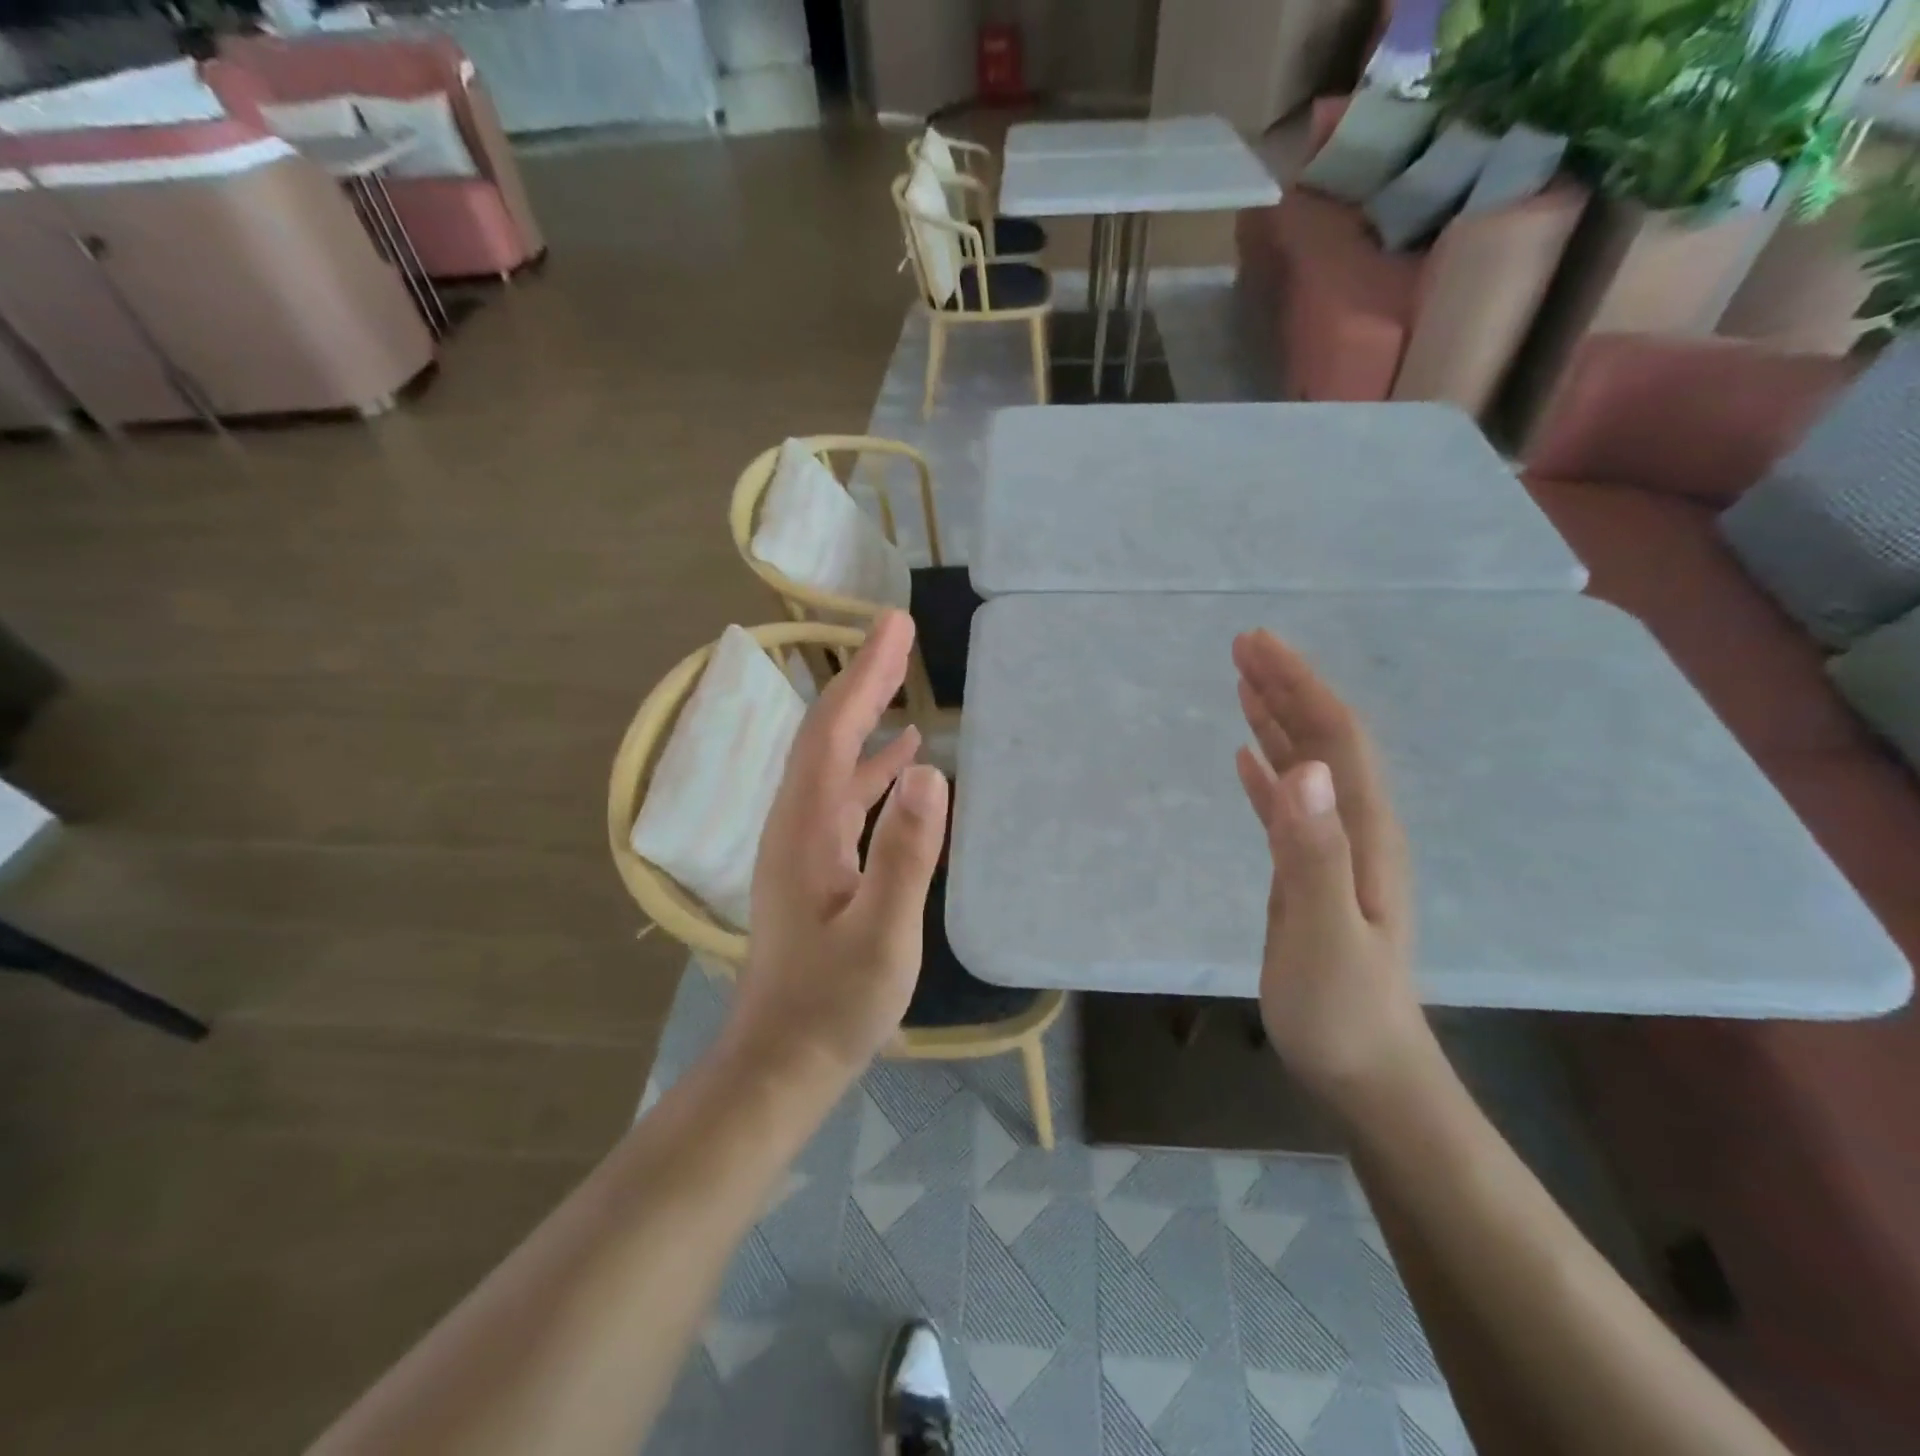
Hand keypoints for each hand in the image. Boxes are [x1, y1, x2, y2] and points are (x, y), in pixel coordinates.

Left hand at [727, 610, 949, 1083]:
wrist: (781, 1062)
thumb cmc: (834, 1005)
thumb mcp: (883, 934)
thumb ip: (906, 853)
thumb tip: (929, 772)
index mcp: (806, 828)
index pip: (833, 732)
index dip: (864, 675)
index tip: (894, 626)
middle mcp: (795, 824)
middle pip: (826, 736)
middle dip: (862, 680)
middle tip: (897, 634)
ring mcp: (802, 846)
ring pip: (833, 764)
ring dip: (865, 719)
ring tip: (901, 683)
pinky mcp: (815, 868)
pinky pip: (843, 799)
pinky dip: (870, 769)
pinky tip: (900, 765)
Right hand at [1232, 629, 1427, 1109]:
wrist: (1366, 1071)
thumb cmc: (1341, 1008)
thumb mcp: (1324, 932)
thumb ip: (1313, 851)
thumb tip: (1301, 766)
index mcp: (1364, 832)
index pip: (1337, 737)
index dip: (1300, 685)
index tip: (1257, 644)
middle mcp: (1356, 830)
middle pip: (1326, 741)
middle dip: (1288, 687)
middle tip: (1243, 646)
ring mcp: (1335, 852)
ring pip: (1309, 767)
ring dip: (1278, 720)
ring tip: (1244, 683)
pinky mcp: (1311, 874)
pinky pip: (1290, 806)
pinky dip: (1270, 772)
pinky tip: (1250, 758)